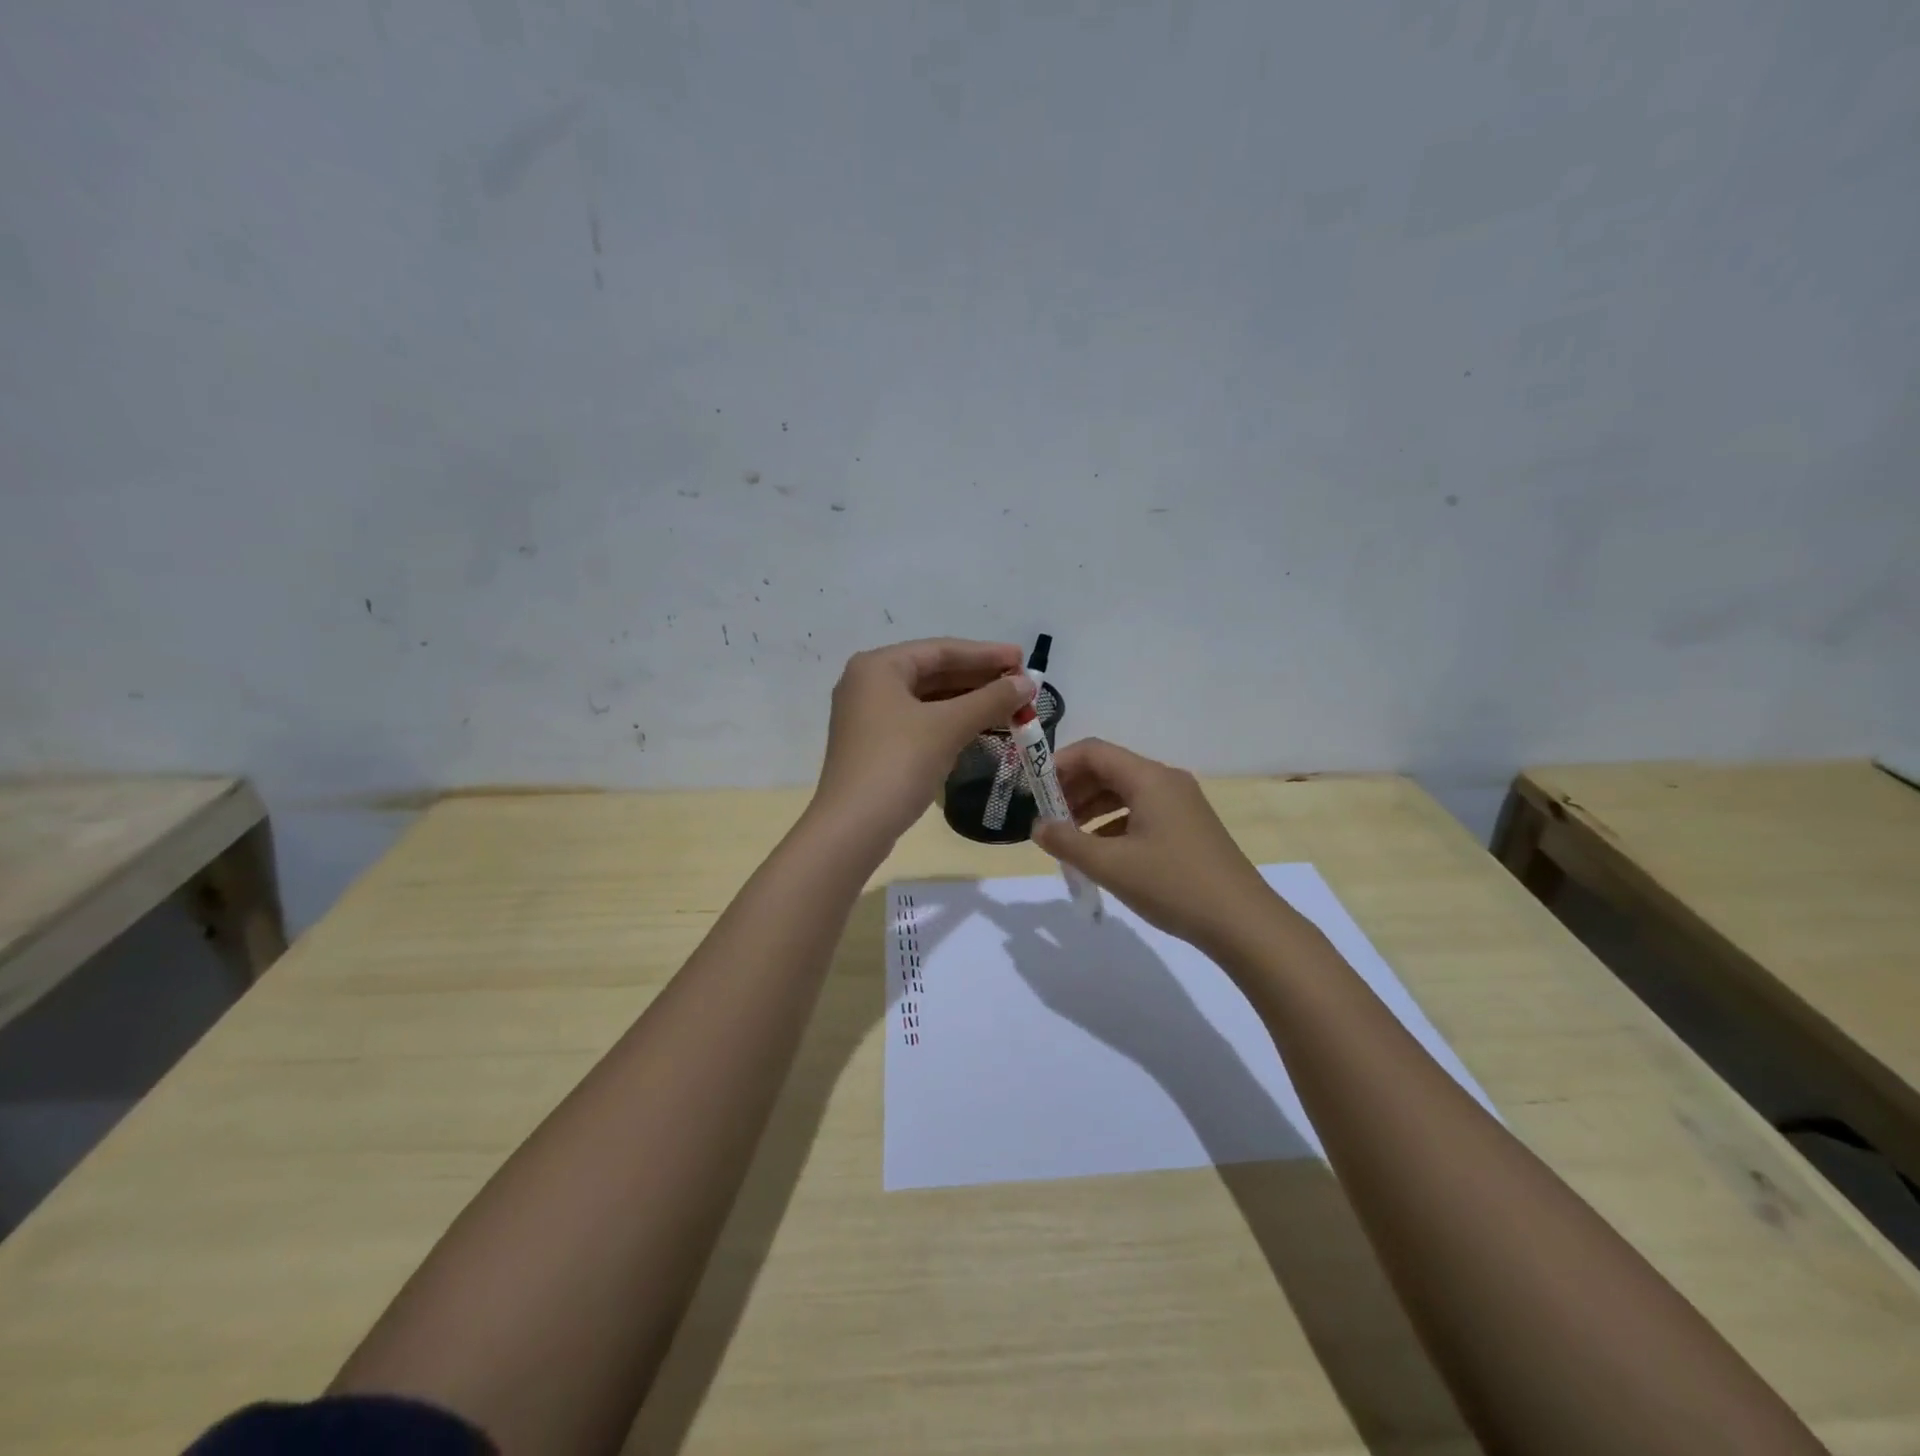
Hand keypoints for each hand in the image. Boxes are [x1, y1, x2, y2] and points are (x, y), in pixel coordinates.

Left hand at [813, 638, 1034, 845]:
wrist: (853, 827)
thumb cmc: (898, 763)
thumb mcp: (948, 727)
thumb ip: (990, 700)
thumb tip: (1028, 683)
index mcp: (878, 666)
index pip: (941, 650)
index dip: (986, 654)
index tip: (1023, 658)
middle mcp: (868, 683)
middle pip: (934, 672)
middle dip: (979, 678)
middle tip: (1021, 684)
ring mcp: (869, 716)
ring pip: (928, 699)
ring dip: (968, 702)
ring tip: (1009, 706)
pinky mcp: (875, 744)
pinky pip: (920, 721)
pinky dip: (951, 722)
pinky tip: (979, 727)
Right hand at [1030, 738, 1276, 954]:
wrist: (1243, 923)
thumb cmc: (1173, 885)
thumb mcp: (1110, 865)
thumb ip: (1066, 842)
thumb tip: (1037, 826)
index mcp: (1148, 778)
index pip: (1093, 751)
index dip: (1058, 764)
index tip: (1032, 790)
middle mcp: (1166, 781)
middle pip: (1109, 769)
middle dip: (1072, 789)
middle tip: (1047, 818)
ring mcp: (1181, 803)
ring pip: (1124, 792)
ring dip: (1091, 808)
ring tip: (1067, 838)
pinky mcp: (1188, 826)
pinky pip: (1141, 811)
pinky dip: (1114, 824)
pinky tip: (1100, 852)